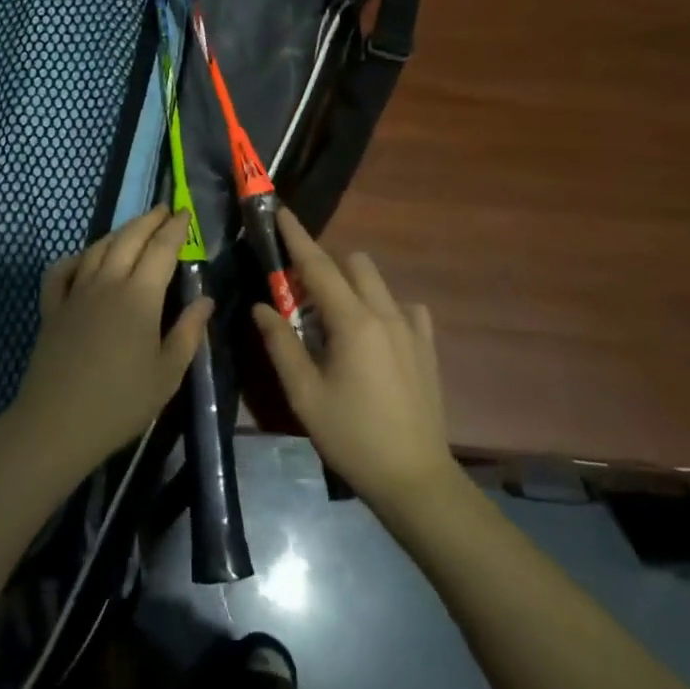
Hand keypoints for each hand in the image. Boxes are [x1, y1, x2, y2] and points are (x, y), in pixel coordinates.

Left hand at [5, 206, 212, 482]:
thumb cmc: (121, 402)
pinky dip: (76, 256)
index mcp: (139, 296)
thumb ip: (188, 332)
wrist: (57, 424)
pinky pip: (62, 270)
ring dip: (119, 232)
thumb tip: (205, 300)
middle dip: (149, 220)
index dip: (175, 228)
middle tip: (164, 210)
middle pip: (129, 239)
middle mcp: (107, 283)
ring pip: (98, 248)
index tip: (185, 213)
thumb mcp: (168, 373)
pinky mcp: (52, 308)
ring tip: (134, 228)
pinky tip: (85, 258)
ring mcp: (75, 293)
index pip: (161, 249)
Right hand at [252, 208, 455, 517]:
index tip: (280, 211)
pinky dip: (383, 309)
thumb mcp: (304, 394)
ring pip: (378, 283)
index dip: (296, 236)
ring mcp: (412, 328)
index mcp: (353, 322)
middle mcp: (386, 313)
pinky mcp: (427, 346)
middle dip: (326, 266)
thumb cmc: (351, 436)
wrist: (414, 477)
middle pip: (354, 264)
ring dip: (353, 286)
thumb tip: (262, 306)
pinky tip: (374, 337)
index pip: (318, 265)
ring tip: (336, 322)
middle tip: (302, 296)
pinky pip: (404, 308)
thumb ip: (281, 343)